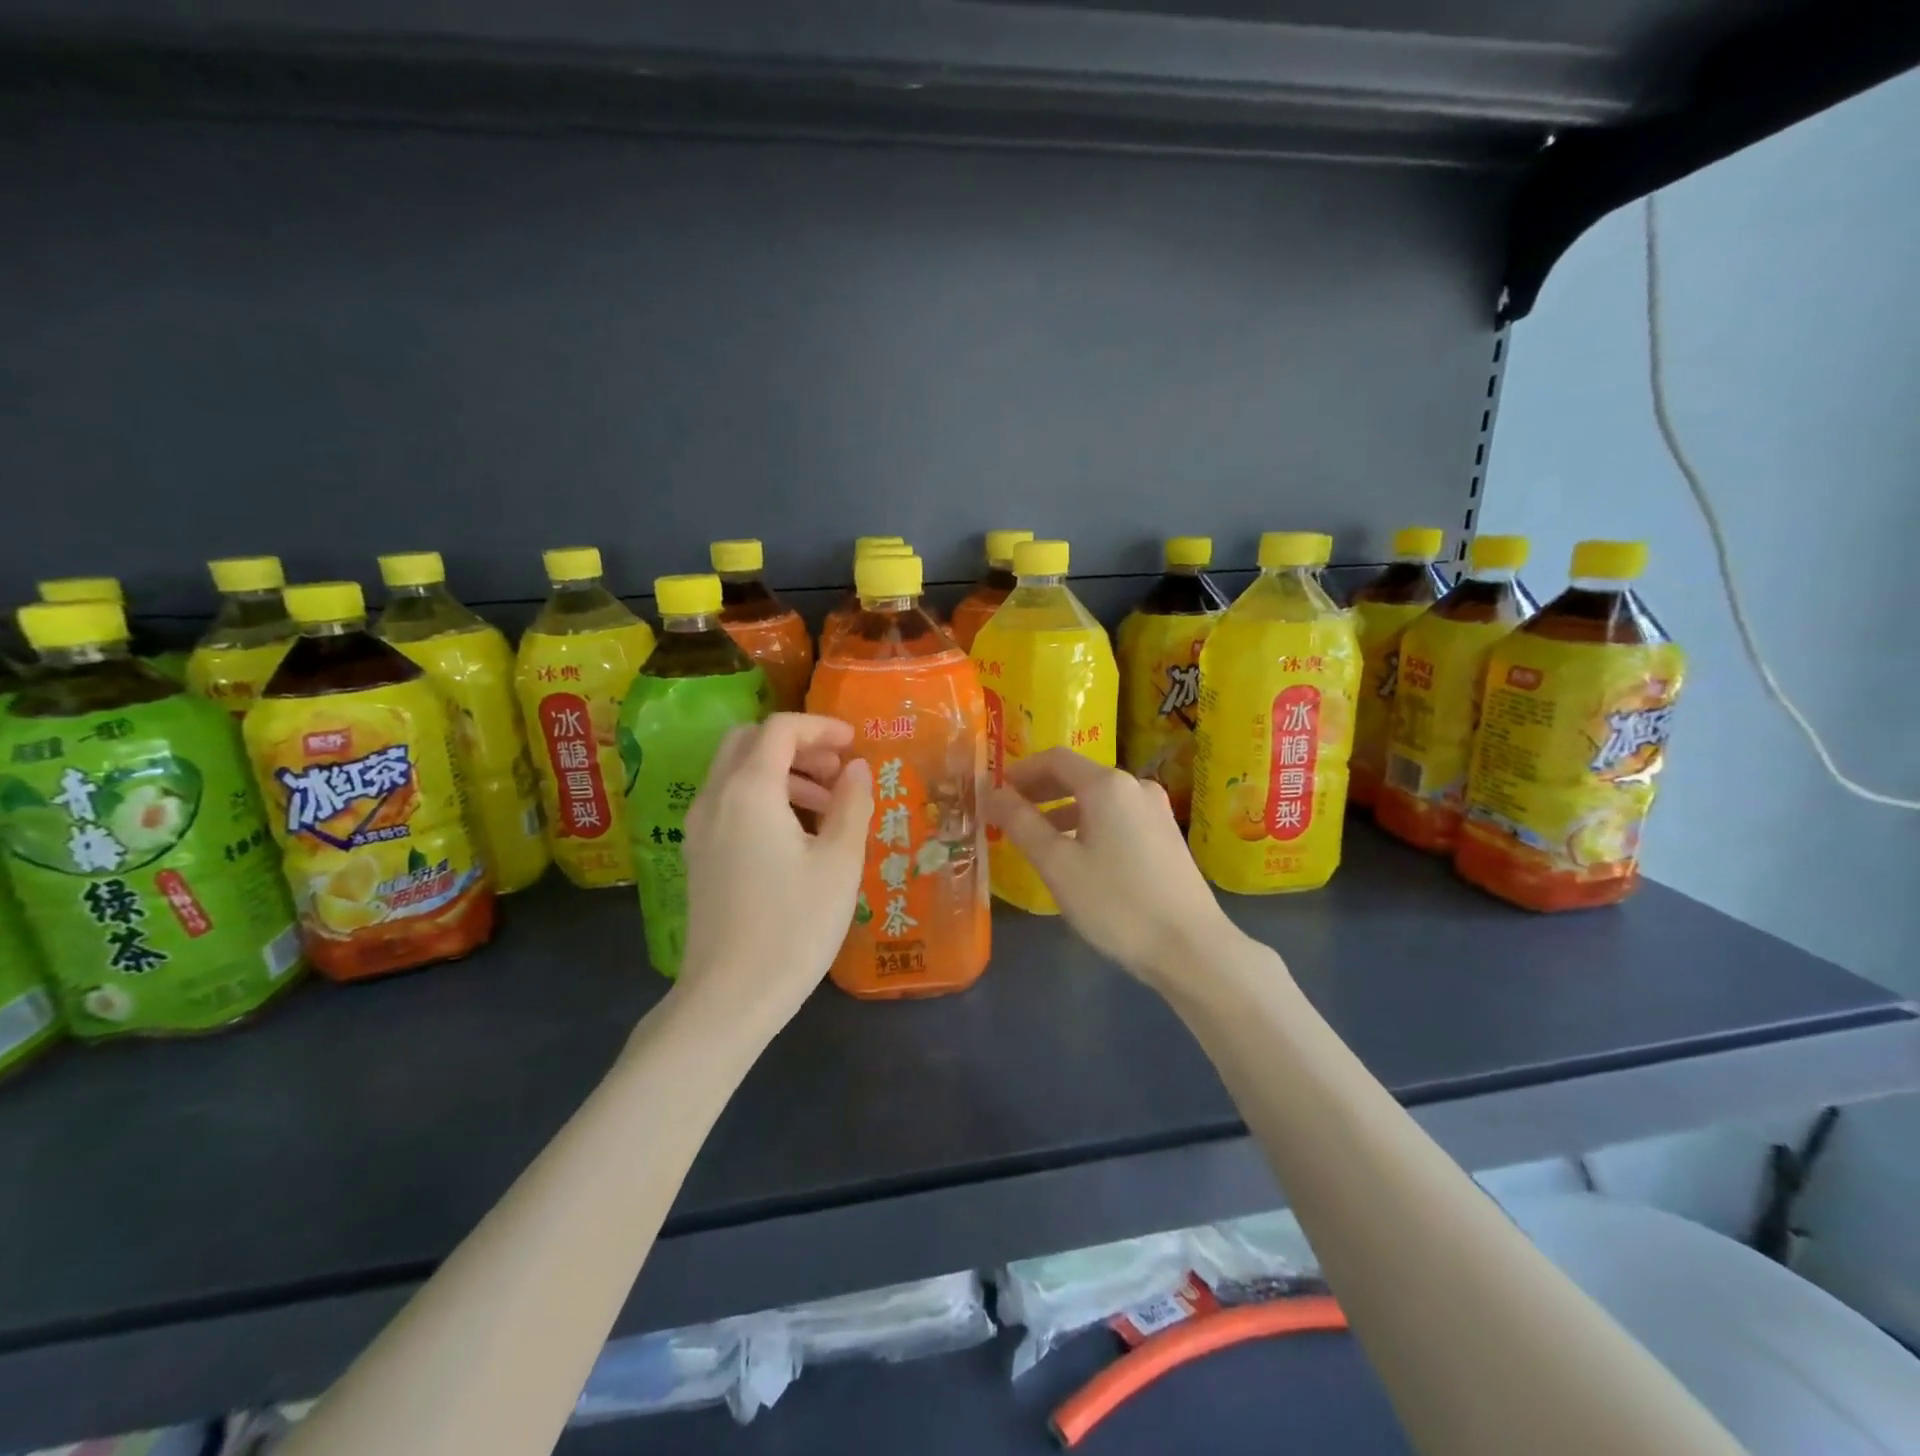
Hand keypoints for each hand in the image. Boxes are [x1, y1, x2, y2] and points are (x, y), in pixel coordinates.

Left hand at [676, 714, 873, 1031]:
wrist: (730, 997)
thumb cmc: (794, 925)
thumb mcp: (838, 863)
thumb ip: (851, 805)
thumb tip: (857, 769)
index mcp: (749, 791)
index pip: (780, 729)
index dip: (820, 727)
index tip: (854, 743)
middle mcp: (715, 798)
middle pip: (749, 741)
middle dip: (796, 745)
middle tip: (837, 770)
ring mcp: (699, 828)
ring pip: (737, 772)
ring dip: (782, 772)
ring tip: (827, 806)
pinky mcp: (699, 855)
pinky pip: (729, 802)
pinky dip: (763, 797)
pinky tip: (797, 835)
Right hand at [985, 748, 1234, 986]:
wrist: (1191, 948)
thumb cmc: (1116, 903)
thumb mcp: (1056, 864)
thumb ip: (1020, 823)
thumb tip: (992, 793)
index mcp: (1107, 785)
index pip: (1054, 759)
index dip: (1020, 771)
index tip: (994, 792)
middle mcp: (1135, 786)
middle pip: (1078, 775)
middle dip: (1039, 790)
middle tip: (1007, 813)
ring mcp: (1156, 811)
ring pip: (1098, 799)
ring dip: (1062, 810)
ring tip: (1036, 838)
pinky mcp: (1166, 836)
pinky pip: (1117, 817)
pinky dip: (1088, 824)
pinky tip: (1077, 855)